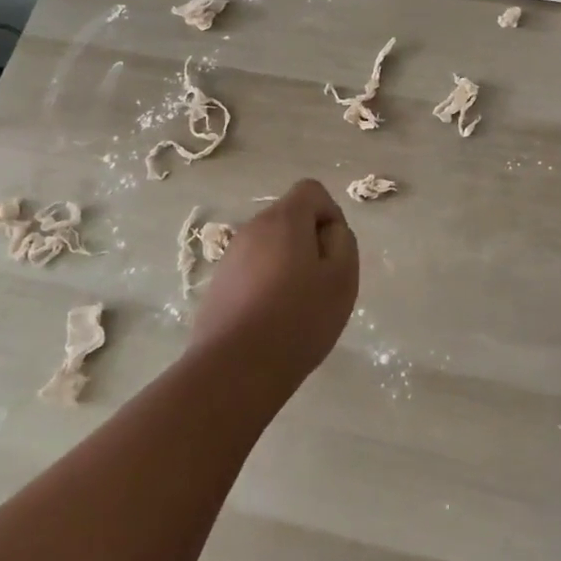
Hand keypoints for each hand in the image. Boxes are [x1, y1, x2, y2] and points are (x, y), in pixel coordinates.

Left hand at [191, 179, 358, 388]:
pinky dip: (266, 284)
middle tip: (321, 282)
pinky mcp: (217, 285)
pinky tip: (272, 320)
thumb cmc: (298, 319)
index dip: (330, 214)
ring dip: (287, 264)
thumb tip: (329, 232)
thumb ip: (343, 242)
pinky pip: (252, 270)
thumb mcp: (342, 278)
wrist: (234, 370)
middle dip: (309, 241)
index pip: (312, 191)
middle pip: (290, 218)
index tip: (335, 252)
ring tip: (297, 306)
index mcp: (284, 219)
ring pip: (270, 246)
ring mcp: (230, 257)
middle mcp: (253, 228)